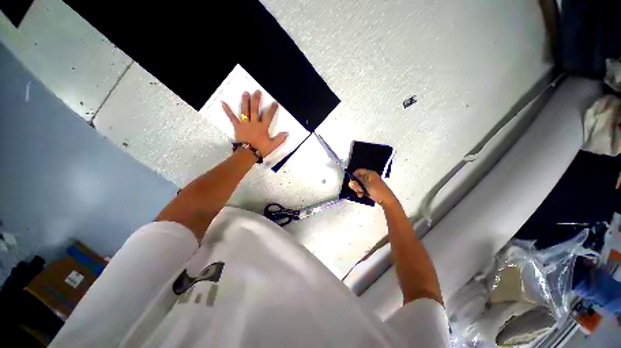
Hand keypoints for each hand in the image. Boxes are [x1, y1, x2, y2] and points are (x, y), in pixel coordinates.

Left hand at [221, 90, 288, 156]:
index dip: (272, 109)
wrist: (247, 154)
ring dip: (245, 101)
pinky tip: (222, 102)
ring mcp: (245, 124)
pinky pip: (232, 117)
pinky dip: (227, 110)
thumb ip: (280, 139)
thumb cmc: (260, 149)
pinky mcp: (237, 126)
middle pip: (255, 109)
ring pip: (245, 110)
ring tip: (245, 92)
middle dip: (256, 100)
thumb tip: (287, 133)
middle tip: (257, 91)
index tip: (274, 102)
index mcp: (263, 127)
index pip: (268, 116)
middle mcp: (254, 123)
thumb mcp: (273, 145)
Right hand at [348, 169, 397, 206]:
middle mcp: (371, 176)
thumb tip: (350, 182)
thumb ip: (357, 184)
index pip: (358, 171)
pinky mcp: (372, 187)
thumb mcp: (366, 187)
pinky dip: (362, 190)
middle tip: (356, 189)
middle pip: (359, 177)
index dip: (354, 176)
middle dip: (356, 184)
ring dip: (358, 188)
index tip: (351, 183)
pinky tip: (362, 195)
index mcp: (370, 173)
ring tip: (360, 194)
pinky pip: (364, 187)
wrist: (387, 200)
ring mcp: (372, 182)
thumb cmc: (377, 191)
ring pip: (361, 183)